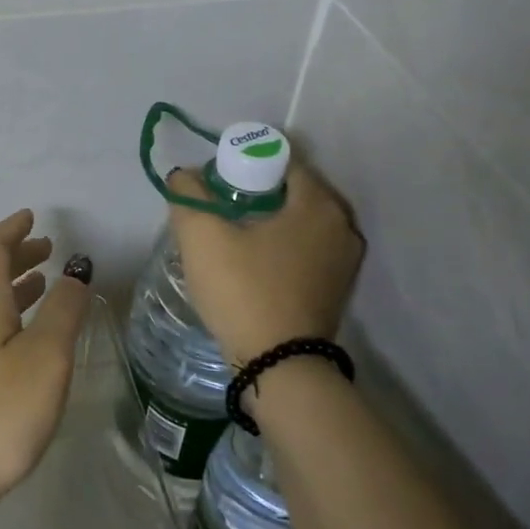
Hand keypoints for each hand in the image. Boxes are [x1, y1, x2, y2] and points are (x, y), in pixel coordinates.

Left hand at [0, 210, 91, 525]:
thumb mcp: (44, 358)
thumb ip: (63, 312)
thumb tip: (74, 272)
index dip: (12, 229)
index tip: (31, 216)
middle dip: (16, 255)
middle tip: (47, 249)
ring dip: (12, 285)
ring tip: (42, 285)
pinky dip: (5, 313)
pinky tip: (22, 337)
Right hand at [167, 160, 364, 364]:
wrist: (279, 367)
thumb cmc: (244, 290)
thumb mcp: (202, 236)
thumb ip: (188, 194)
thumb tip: (184, 176)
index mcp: (318, 204)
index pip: (281, 161)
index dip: (244, 163)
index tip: (216, 181)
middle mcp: (342, 225)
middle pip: (292, 190)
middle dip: (255, 190)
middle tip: (220, 205)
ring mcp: (345, 260)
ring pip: (300, 221)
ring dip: (269, 219)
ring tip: (232, 232)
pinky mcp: (338, 287)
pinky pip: (307, 247)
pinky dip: (282, 244)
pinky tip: (253, 259)